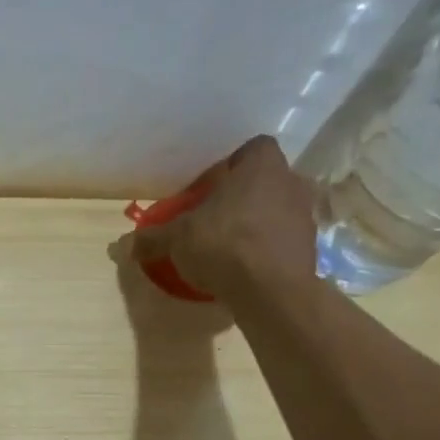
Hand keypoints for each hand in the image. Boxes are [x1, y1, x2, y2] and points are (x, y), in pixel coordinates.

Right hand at [124, 136, 320, 299]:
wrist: (271, 291)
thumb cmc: (224, 244)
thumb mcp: (177, 239)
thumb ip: (155, 237)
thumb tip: (130, 244)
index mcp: (261, 166)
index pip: (252, 148)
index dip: (231, 165)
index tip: (210, 187)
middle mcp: (290, 182)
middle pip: (263, 181)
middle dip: (241, 196)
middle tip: (214, 217)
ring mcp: (305, 217)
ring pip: (275, 211)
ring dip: (255, 223)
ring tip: (228, 246)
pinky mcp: (309, 249)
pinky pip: (282, 241)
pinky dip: (266, 249)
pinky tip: (244, 268)